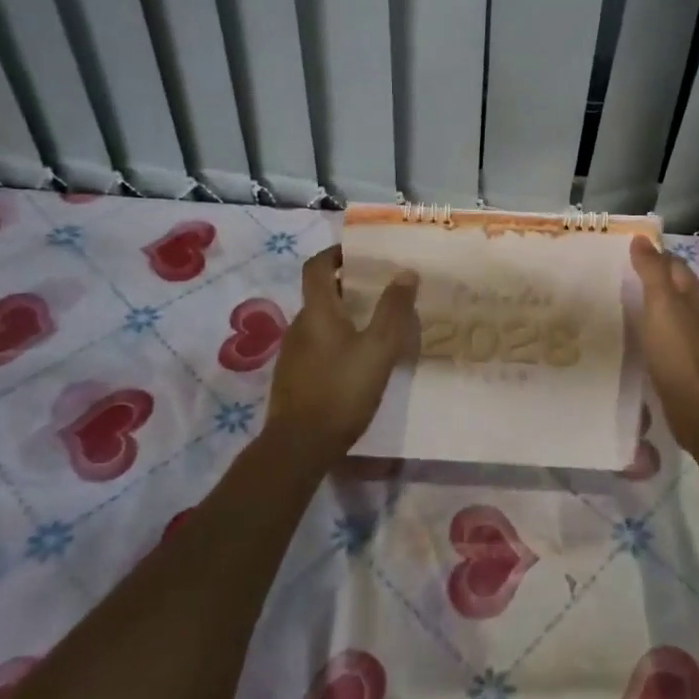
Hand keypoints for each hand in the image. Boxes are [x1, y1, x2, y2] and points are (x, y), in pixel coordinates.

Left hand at [264, 245, 419, 459]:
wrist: (299, 446)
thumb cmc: (341, 390)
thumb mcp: (378, 348)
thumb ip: (393, 310)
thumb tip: (406, 272)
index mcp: (317, 312)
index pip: (318, 267)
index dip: (336, 253)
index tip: (360, 252)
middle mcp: (299, 326)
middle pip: (322, 294)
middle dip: (350, 287)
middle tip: (382, 290)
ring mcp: (293, 354)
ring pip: (321, 322)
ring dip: (346, 316)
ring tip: (377, 326)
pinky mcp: (294, 378)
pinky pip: (318, 346)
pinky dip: (338, 341)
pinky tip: (359, 361)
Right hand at [629, 237, 698, 452]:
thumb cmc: (680, 353)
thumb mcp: (662, 304)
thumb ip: (652, 271)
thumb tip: (643, 239)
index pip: (677, 266)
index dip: (655, 258)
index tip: (627, 257)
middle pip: (680, 292)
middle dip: (656, 285)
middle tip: (622, 284)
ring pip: (679, 320)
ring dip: (658, 314)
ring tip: (629, 314)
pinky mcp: (697, 372)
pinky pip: (676, 346)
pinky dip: (661, 340)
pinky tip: (647, 348)